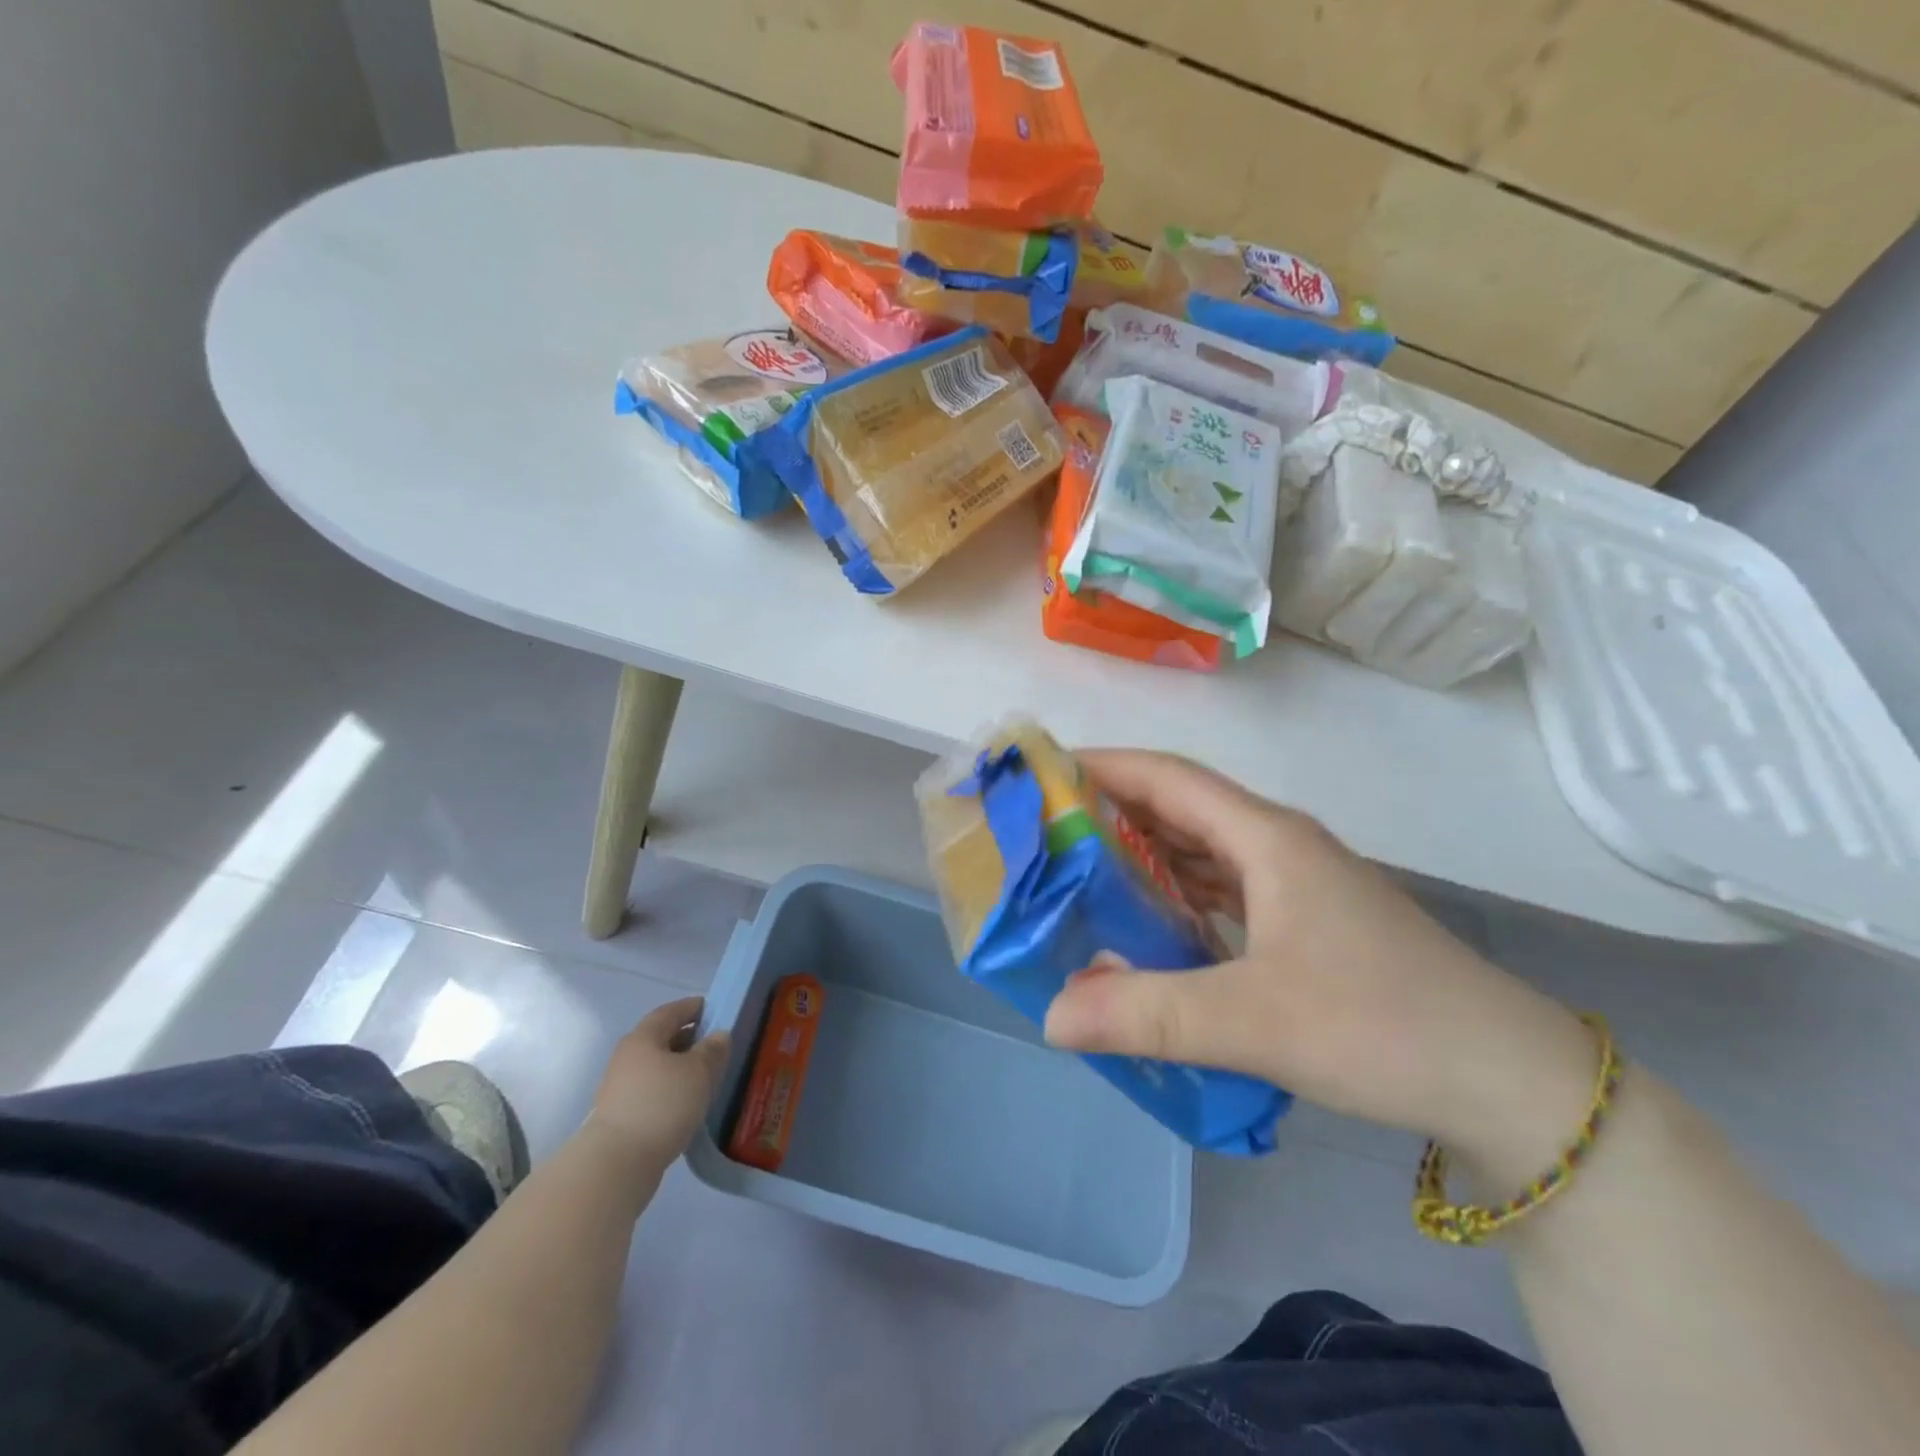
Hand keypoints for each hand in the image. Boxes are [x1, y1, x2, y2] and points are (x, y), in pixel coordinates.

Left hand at [582, 997, 729, 1174]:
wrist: (616, 1164)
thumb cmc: (662, 1105)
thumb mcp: (699, 1072)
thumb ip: (713, 1049)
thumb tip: (719, 1035)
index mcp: (643, 1037)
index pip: (671, 1011)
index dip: (694, 1007)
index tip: (716, 1009)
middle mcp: (628, 1056)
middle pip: (662, 1038)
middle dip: (689, 1038)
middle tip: (717, 1044)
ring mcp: (621, 1087)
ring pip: (657, 1067)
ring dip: (681, 1067)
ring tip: (707, 1076)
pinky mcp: (622, 1115)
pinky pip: (653, 1090)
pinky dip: (672, 1089)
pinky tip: (689, 1102)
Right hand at [1043, 751, 1595, 1157]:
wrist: (1510, 1081)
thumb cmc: (1381, 1026)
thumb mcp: (1251, 1021)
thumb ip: (1145, 1015)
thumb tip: (1051, 1016)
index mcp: (1266, 838)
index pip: (1166, 776)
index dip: (1101, 766)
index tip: (1041, 774)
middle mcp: (1279, 846)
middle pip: (1180, 807)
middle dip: (1111, 812)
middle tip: (1045, 834)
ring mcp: (1298, 884)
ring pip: (1203, 850)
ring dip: (1145, 855)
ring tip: (1081, 876)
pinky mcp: (1309, 923)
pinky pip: (1225, 890)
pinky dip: (1179, 896)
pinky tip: (1150, 926)